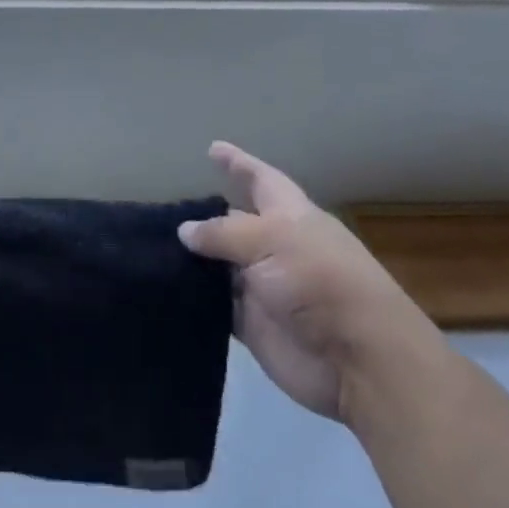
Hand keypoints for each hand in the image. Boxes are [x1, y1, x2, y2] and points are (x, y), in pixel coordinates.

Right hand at [179, 143, 428, 423]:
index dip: (238, 164)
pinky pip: (216, 305)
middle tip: (163, 211)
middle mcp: (276, 246)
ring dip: (193, 259)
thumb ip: (223, 233)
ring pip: (220, 265)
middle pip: (234, 224)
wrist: (357, 359)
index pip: (259, 180)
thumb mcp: (271, 240)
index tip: (212, 148)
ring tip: (151, 247)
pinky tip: (165, 287)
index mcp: (289, 216)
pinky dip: (194, 297)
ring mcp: (264, 286)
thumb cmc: (318, 280)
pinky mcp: (253, 325)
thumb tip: (186, 231)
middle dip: (204, 217)